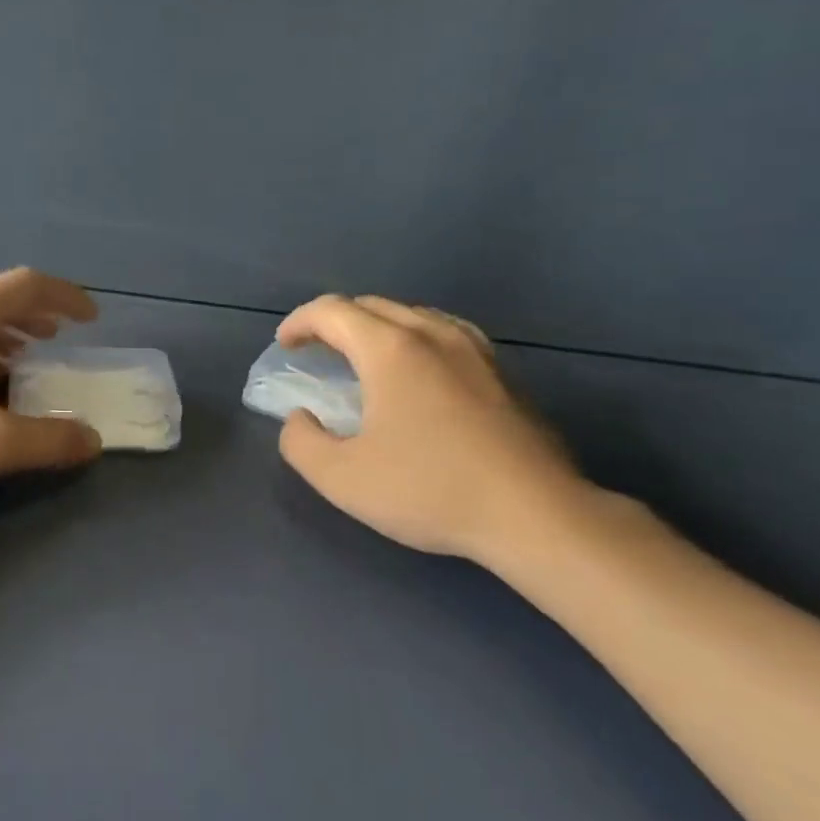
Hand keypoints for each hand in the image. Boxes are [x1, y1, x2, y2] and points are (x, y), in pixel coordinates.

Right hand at [275, 295, 598, 569]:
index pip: (332, 311)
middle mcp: (433, 334)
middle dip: (335, 321)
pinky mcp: (504, 372)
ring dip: (378, 326)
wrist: (534, 514)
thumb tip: (299, 418)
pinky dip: (416, 339)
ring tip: (365, 357)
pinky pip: (447, 333)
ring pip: (414, 314)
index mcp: (390, 349)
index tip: (286, 346)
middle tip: (317, 351)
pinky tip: (421, 371)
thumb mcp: (342, 478)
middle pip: (372, 305)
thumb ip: (301, 442)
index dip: (299, 322)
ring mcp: (475, 349)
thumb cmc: (430, 490)